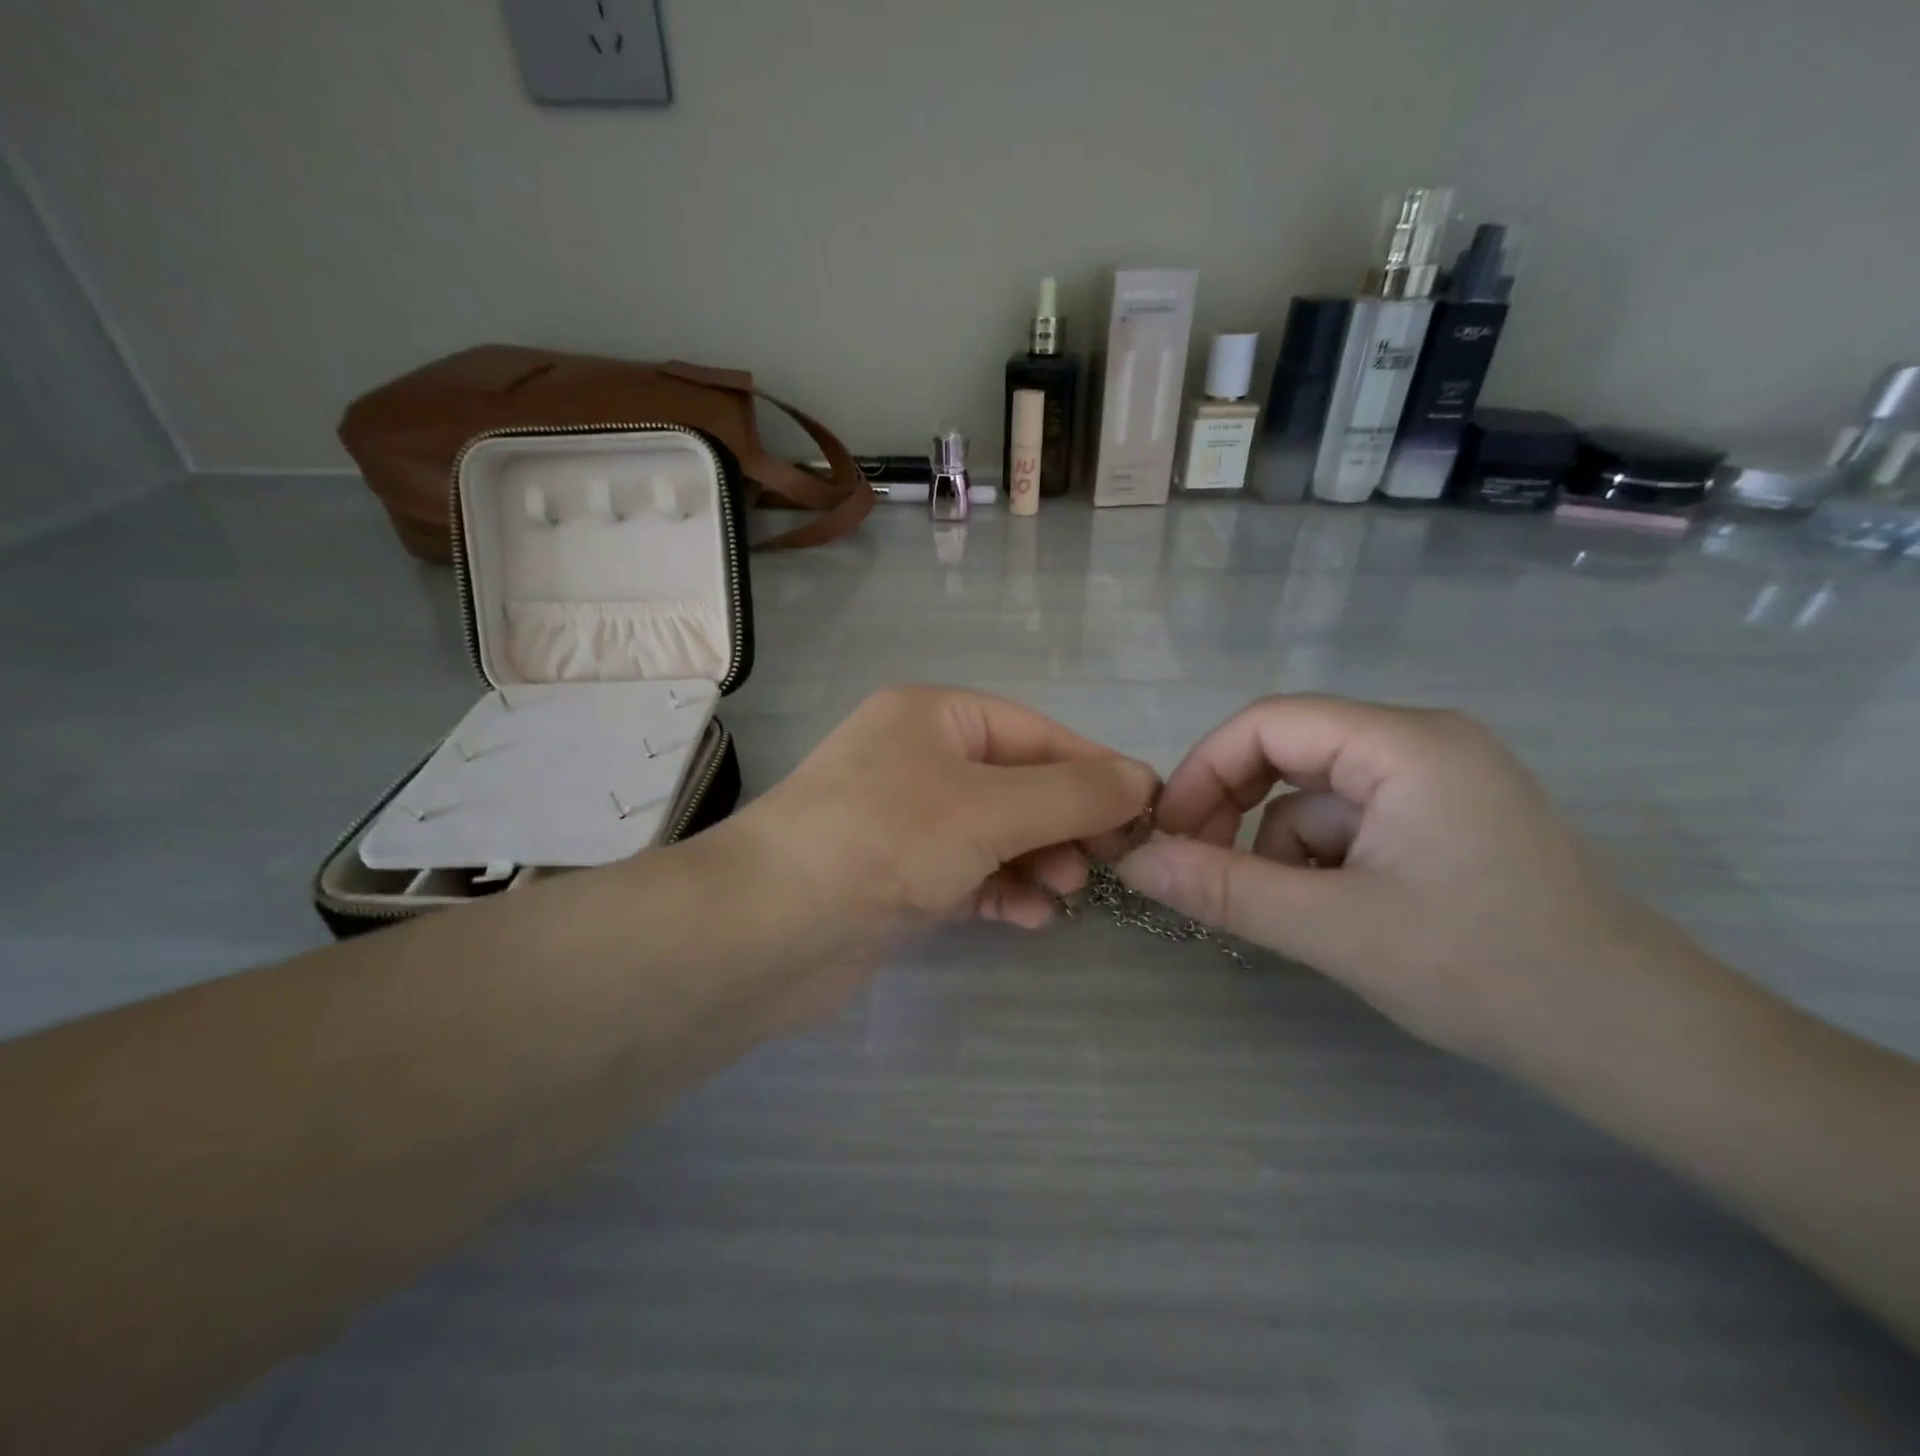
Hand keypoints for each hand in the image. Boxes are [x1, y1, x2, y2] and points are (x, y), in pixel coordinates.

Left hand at [729, 683, 1158, 948]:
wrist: (769, 929)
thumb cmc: (885, 840)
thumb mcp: (989, 808)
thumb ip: (1071, 794)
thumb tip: (1142, 780)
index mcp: (934, 717)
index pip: (1036, 733)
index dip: (1094, 770)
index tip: (1146, 812)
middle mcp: (918, 758)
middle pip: (1018, 784)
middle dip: (1064, 823)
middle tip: (1104, 866)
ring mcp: (906, 819)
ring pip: (997, 833)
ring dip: (1037, 860)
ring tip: (1066, 893)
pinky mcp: (898, 875)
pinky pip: (969, 874)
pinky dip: (1003, 891)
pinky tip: (1031, 918)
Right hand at [1117, 696, 1690, 1067]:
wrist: (1636, 1044)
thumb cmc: (1488, 972)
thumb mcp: (1335, 930)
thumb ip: (1225, 890)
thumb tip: (1133, 864)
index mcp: (1406, 744)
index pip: (1269, 723)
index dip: (1204, 772)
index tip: (1168, 835)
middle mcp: (1422, 742)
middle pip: (1289, 751)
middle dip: (1236, 809)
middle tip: (1200, 869)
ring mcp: (1437, 780)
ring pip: (1314, 795)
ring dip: (1280, 848)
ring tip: (1291, 914)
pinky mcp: (1442, 820)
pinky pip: (1349, 822)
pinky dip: (1319, 861)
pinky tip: (1334, 914)